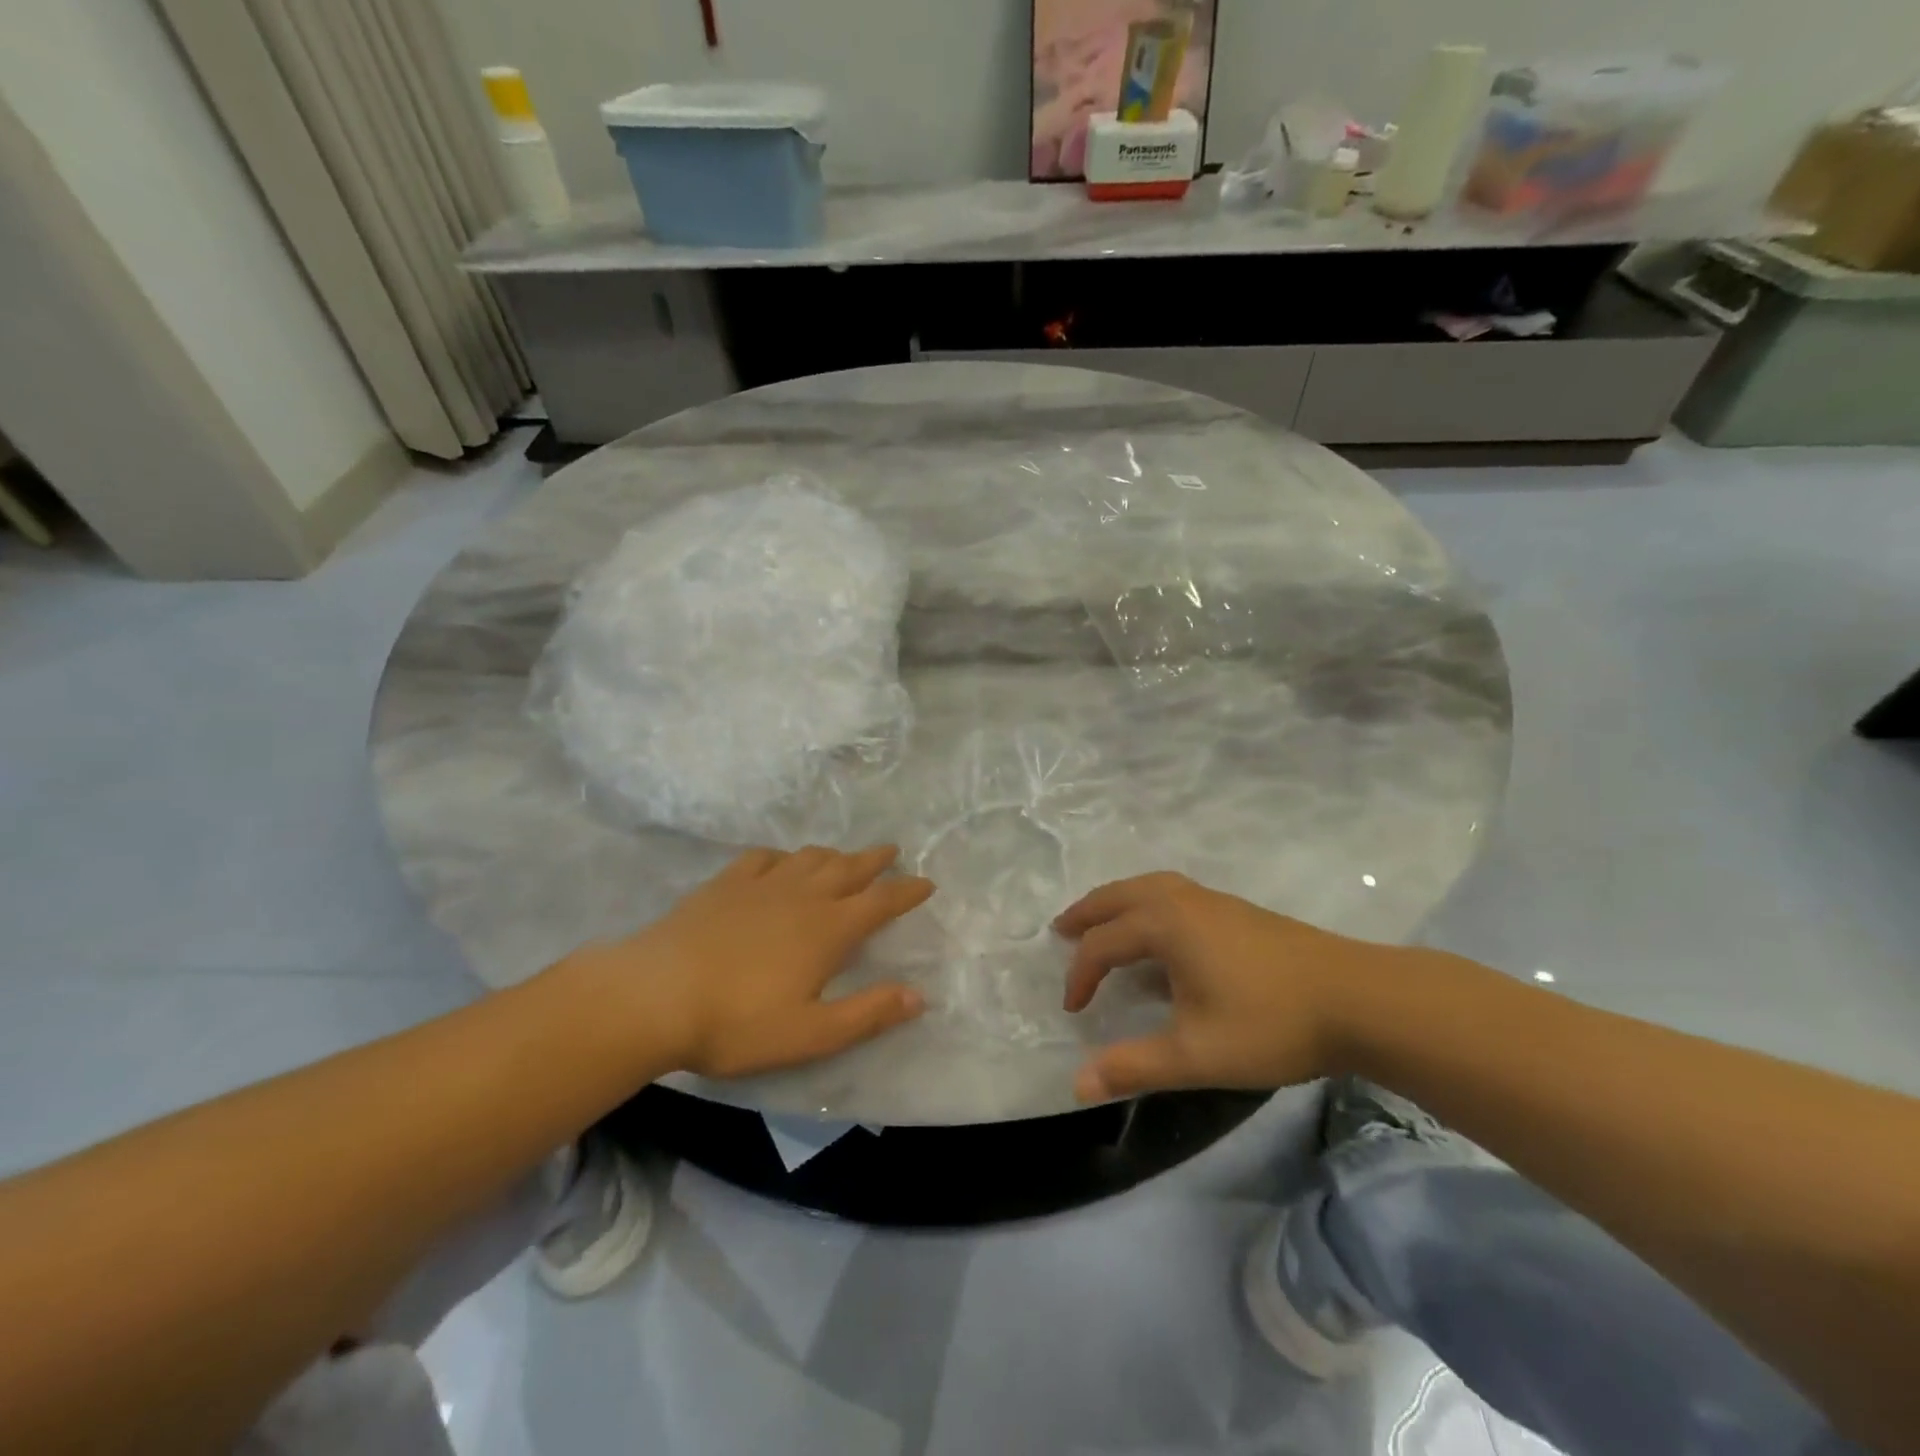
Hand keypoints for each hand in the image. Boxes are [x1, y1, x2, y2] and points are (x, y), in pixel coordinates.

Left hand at [573, 845, 933, 1079]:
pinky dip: (783, 856)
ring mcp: (762, 884)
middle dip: (876, 860)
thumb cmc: (737, 1022)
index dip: (907, 891)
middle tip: (893, 851)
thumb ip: (868, 1013)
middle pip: (849, 868)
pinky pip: (764, 858)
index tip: (926, 883)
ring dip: (834, 855)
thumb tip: (919, 996)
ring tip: (843, 858)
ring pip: (810, 857)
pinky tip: (781, 863)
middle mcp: (803, 896)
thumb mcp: (811, 1033)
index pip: (881, 901)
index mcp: (829, 929)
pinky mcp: (725, 884)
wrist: (655, 995)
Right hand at [1056, 872, 1409, 1101]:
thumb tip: (1076, 1085)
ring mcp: (1213, 900)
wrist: (1358, 999)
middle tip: (1061, 929)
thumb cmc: (1270, 1023)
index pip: (1103, 944)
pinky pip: (1172, 892)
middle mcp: (1182, 901)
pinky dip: (1146, 901)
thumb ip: (1134, 1067)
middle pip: (1119, 896)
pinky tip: (1159, 930)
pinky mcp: (1237, 909)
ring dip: (1117, 901)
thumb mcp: (1196, 1055)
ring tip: (1101, 920)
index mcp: (1165, 925)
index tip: (1074, 1011)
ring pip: (1148, 886)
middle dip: (1087, 913)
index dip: (1080, 976)